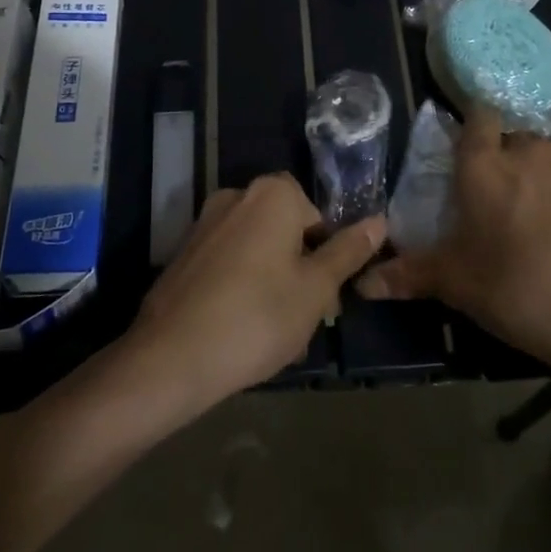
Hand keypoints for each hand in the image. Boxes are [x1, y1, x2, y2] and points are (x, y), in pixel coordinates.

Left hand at [127, 174, 384, 409]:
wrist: (171, 357)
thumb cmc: (258, 317)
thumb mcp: (316, 289)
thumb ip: (348, 252)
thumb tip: (379, 221)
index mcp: (272, 194)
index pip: (317, 215)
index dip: (328, 255)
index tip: (327, 297)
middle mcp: (236, 196)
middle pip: (286, 231)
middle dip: (301, 270)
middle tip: (307, 318)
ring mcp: (204, 224)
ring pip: (257, 250)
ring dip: (274, 283)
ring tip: (277, 334)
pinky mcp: (184, 254)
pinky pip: (228, 264)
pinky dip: (242, 287)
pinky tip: (243, 330)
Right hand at [358, 108, 550, 383]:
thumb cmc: (521, 289)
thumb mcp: (458, 285)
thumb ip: (410, 276)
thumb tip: (363, 284)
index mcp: (488, 165)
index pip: (477, 117)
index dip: (470, 129)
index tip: (463, 156)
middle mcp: (533, 154)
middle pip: (512, 140)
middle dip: (501, 162)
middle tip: (491, 204)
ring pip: (547, 164)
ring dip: (536, 183)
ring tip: (532, 229)